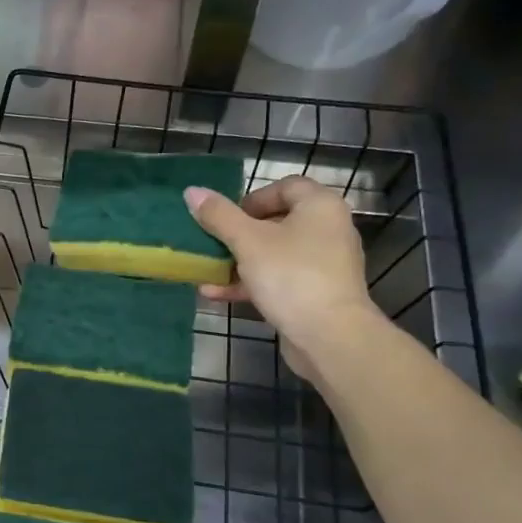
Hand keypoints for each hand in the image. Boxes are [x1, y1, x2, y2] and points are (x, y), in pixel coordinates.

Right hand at [184, 176, 377, 376]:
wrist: (329, 336)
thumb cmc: (290, 276)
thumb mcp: (247, 241)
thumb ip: (218, 215)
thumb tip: (192, 191)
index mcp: (319, 206)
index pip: (285, 186)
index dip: (252, 198)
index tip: (226, 218)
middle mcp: (328, 229)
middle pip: (277, 221)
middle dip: (238, 234)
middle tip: (214, 244)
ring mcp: (324, 264)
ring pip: (274, 253)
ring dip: (238, 262)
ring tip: (207, 272)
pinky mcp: (316, 293)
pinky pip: (279, 279)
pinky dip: (251, 283)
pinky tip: (216, 294)